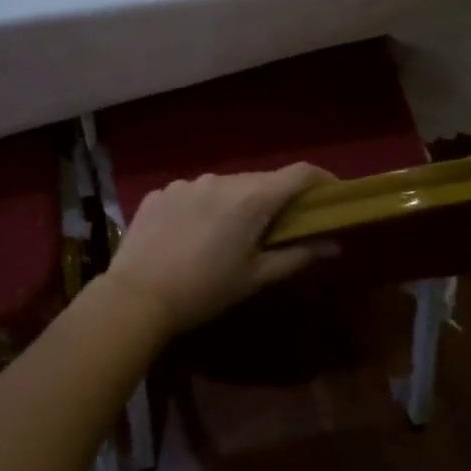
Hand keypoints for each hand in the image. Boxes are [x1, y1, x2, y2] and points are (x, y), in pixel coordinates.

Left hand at [102, 165, 337, 333]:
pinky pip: (193, 193)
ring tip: (227, 236)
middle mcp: (220, 179)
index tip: (332, 195)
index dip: (322, 180)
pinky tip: (191, 236)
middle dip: (276, 199)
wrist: (137, 296)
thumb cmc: (205, 290)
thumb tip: (333, 244)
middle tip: (279, 227)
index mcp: (251, 198)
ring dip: (235, 203)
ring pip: (224, 186)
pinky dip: (202, 208)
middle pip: (260, 180)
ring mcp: (186, 183)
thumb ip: (297, 255)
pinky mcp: (160, 192)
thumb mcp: (256, 277)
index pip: (299, 173)